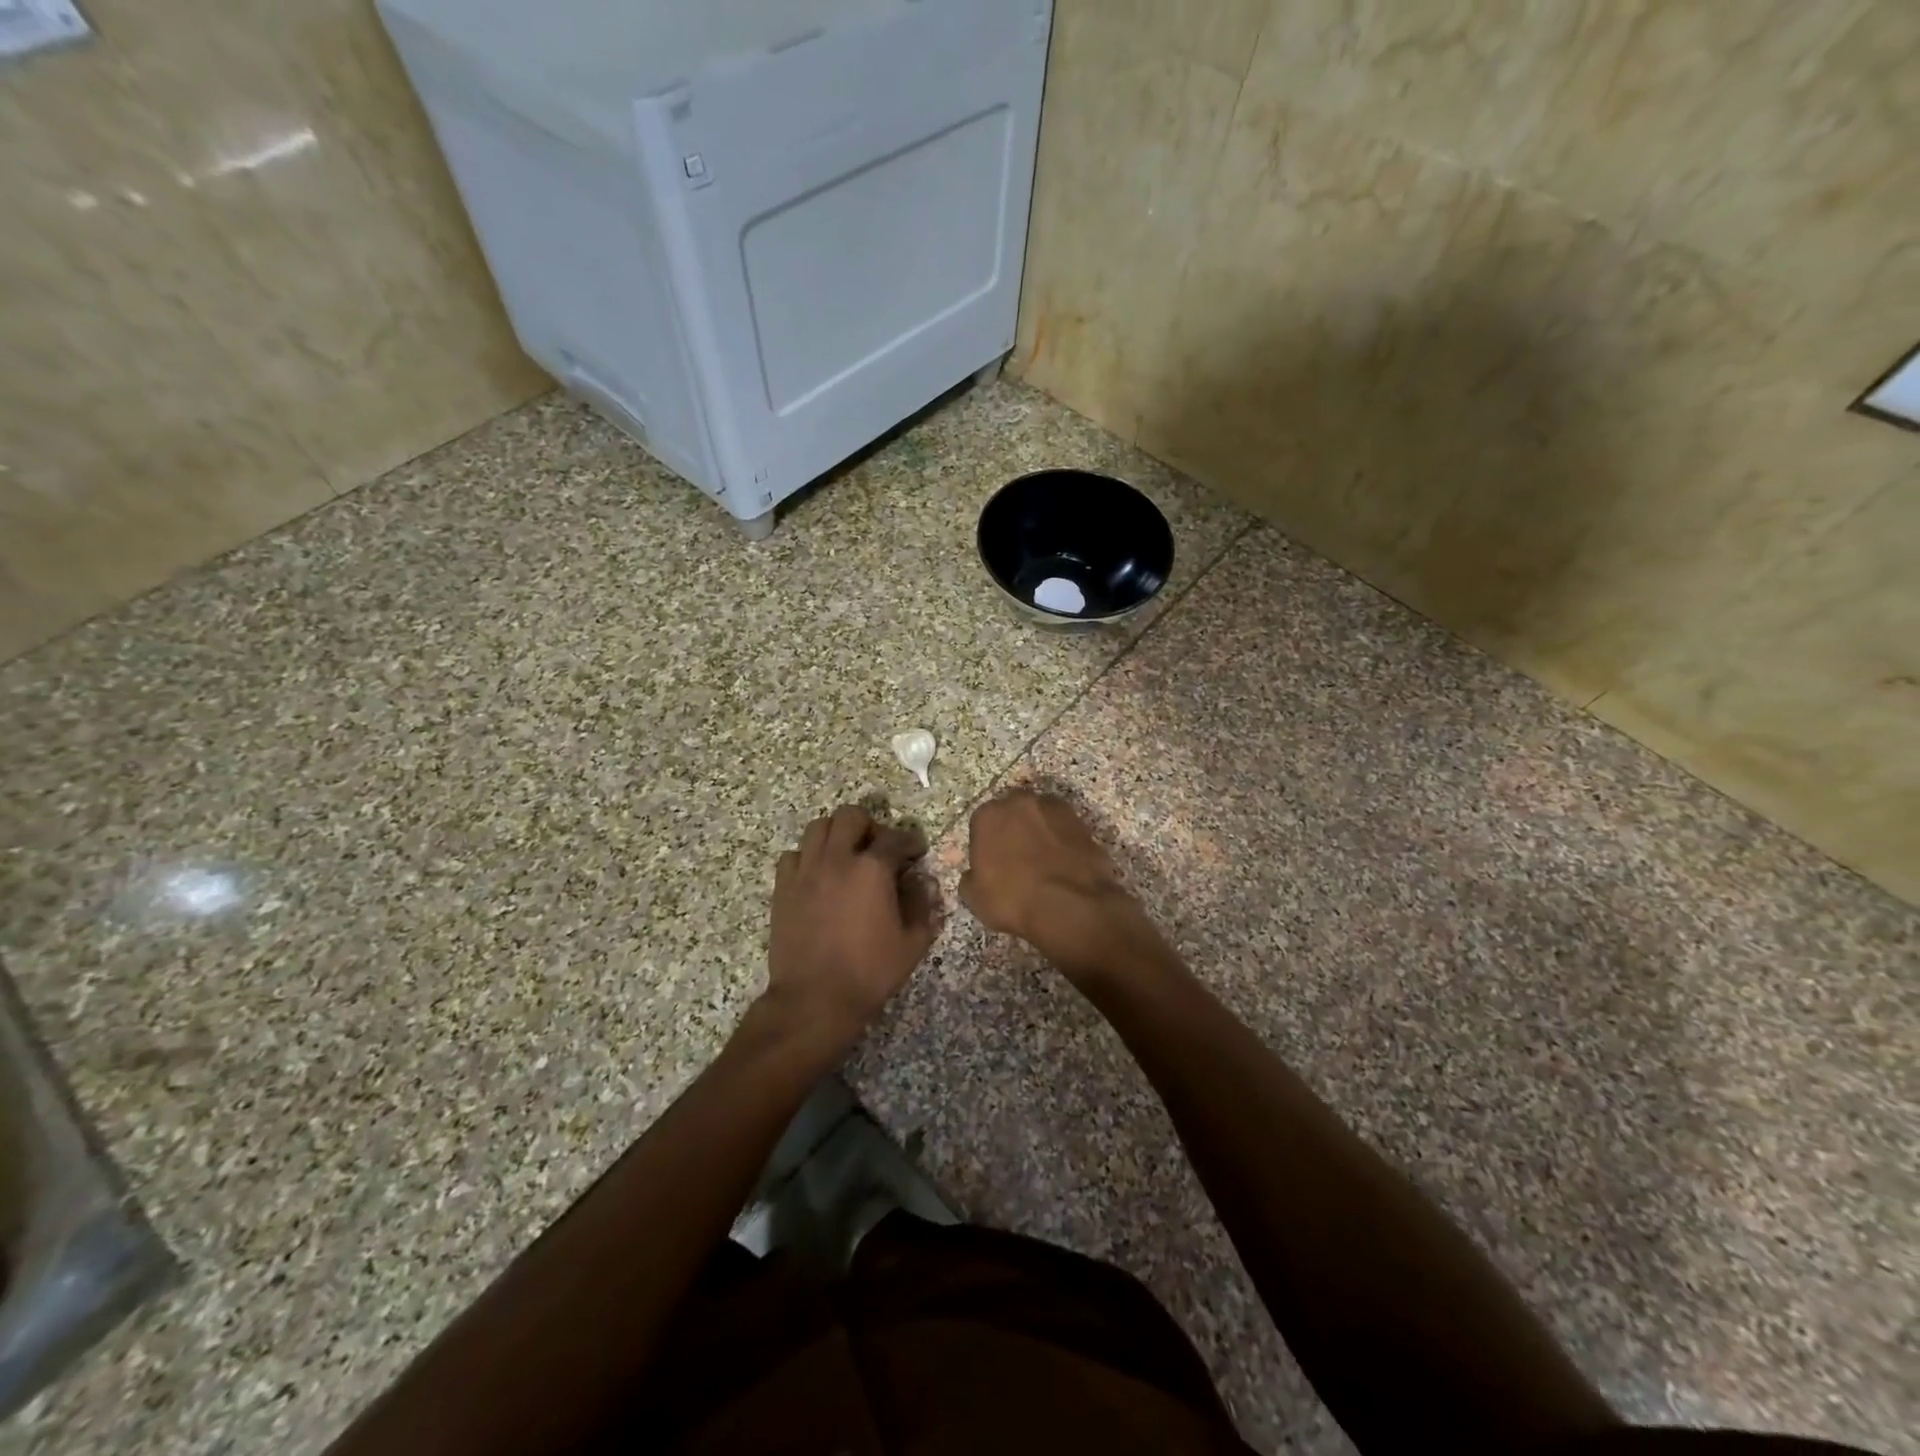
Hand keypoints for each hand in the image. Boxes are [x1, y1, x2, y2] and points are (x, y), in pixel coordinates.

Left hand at [766, 805, 941, 1049]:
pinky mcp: (783, 887)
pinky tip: (818, 876)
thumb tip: (923, 881)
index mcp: (873, 869)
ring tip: (845, 855)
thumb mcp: (912, 944)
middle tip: (877, 848)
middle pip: (851, 816)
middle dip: (870, 826)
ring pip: (818, 827)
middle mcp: (837, 859)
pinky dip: (808, 857)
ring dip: (836, 834)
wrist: (814, 1000)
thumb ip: (923, 905)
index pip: (896, 838)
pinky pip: (794, 855)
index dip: (910, 841)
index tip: (916, 852)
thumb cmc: (869, 973)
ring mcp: (806, 870)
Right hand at [959, 789, 1163, 984]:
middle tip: (1017, 859)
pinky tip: (1063, 865)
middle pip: (1012, 813)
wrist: (1072, 905)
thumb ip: (970, 877)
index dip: (986, 844)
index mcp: (988, 815)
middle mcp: (1020, 802)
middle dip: (1013, 830)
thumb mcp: (975, 898)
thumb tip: (976, 873)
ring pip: (1040, 818)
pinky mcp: (1081, 821)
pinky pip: (1063, 830)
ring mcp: (1054, 809)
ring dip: (1039, 833)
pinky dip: (1062, 842)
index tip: (991, 864)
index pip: (981, 823)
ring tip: (1044, 862)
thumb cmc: (1014, 899)